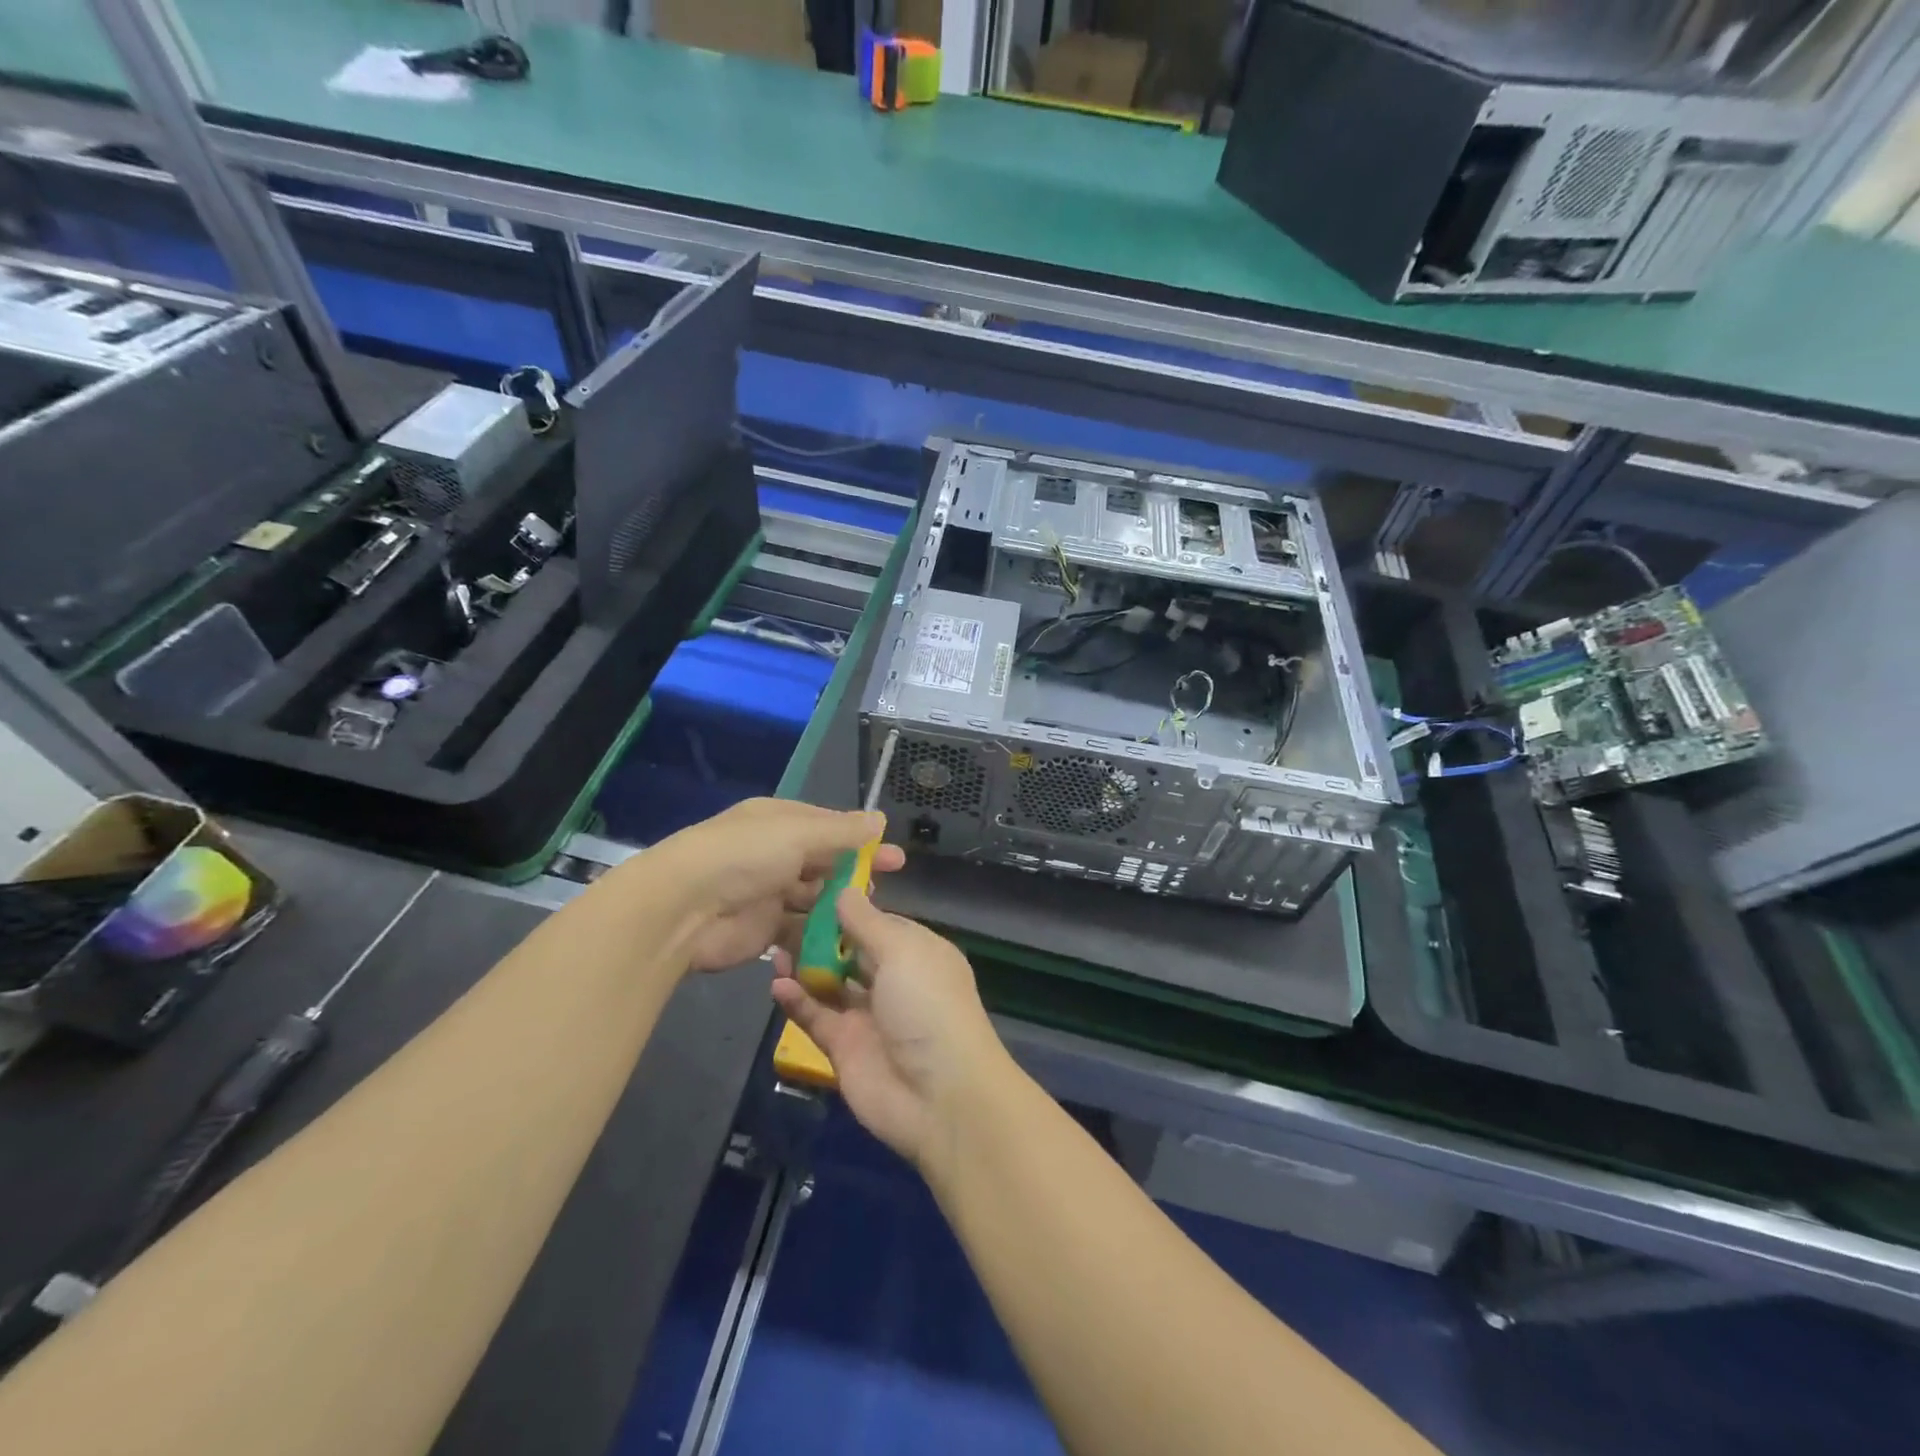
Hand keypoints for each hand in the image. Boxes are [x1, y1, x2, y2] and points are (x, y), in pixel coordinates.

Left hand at [650, 799, 904, 972]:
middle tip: (885, 888)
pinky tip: (845, 944)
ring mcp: (769, 894)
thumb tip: (880, 820)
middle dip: (854, 875)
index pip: (830, 828)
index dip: (863, 841)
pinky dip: (820, 937)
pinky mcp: (764, 930)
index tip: (896, 856)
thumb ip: (841, 831)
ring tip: (867, 919)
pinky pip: (800, 931)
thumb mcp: (797, 833)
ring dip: (839, 907)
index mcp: (780, 822)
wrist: (683, 909)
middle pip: (825, 864)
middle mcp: (776, 854)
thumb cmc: (744, 856)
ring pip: (815, 899)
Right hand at [771, 891, 1007, 1168]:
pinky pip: (816, 1016)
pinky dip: (796, 1000)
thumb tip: (844, 890)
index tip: (811, 889)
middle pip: (849, 951)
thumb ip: (867, 923)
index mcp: (917, 952)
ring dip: (803, 966)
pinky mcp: (844, 1047)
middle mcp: (893, 980)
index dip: (847, 908)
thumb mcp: (903, 952)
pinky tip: (776, 985)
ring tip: (772, 949)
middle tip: (780, 916)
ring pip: (829, 982)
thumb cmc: (928, 1006)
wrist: (940, 1096)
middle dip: (818, 936)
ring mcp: (867, 1015)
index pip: (877, 922)